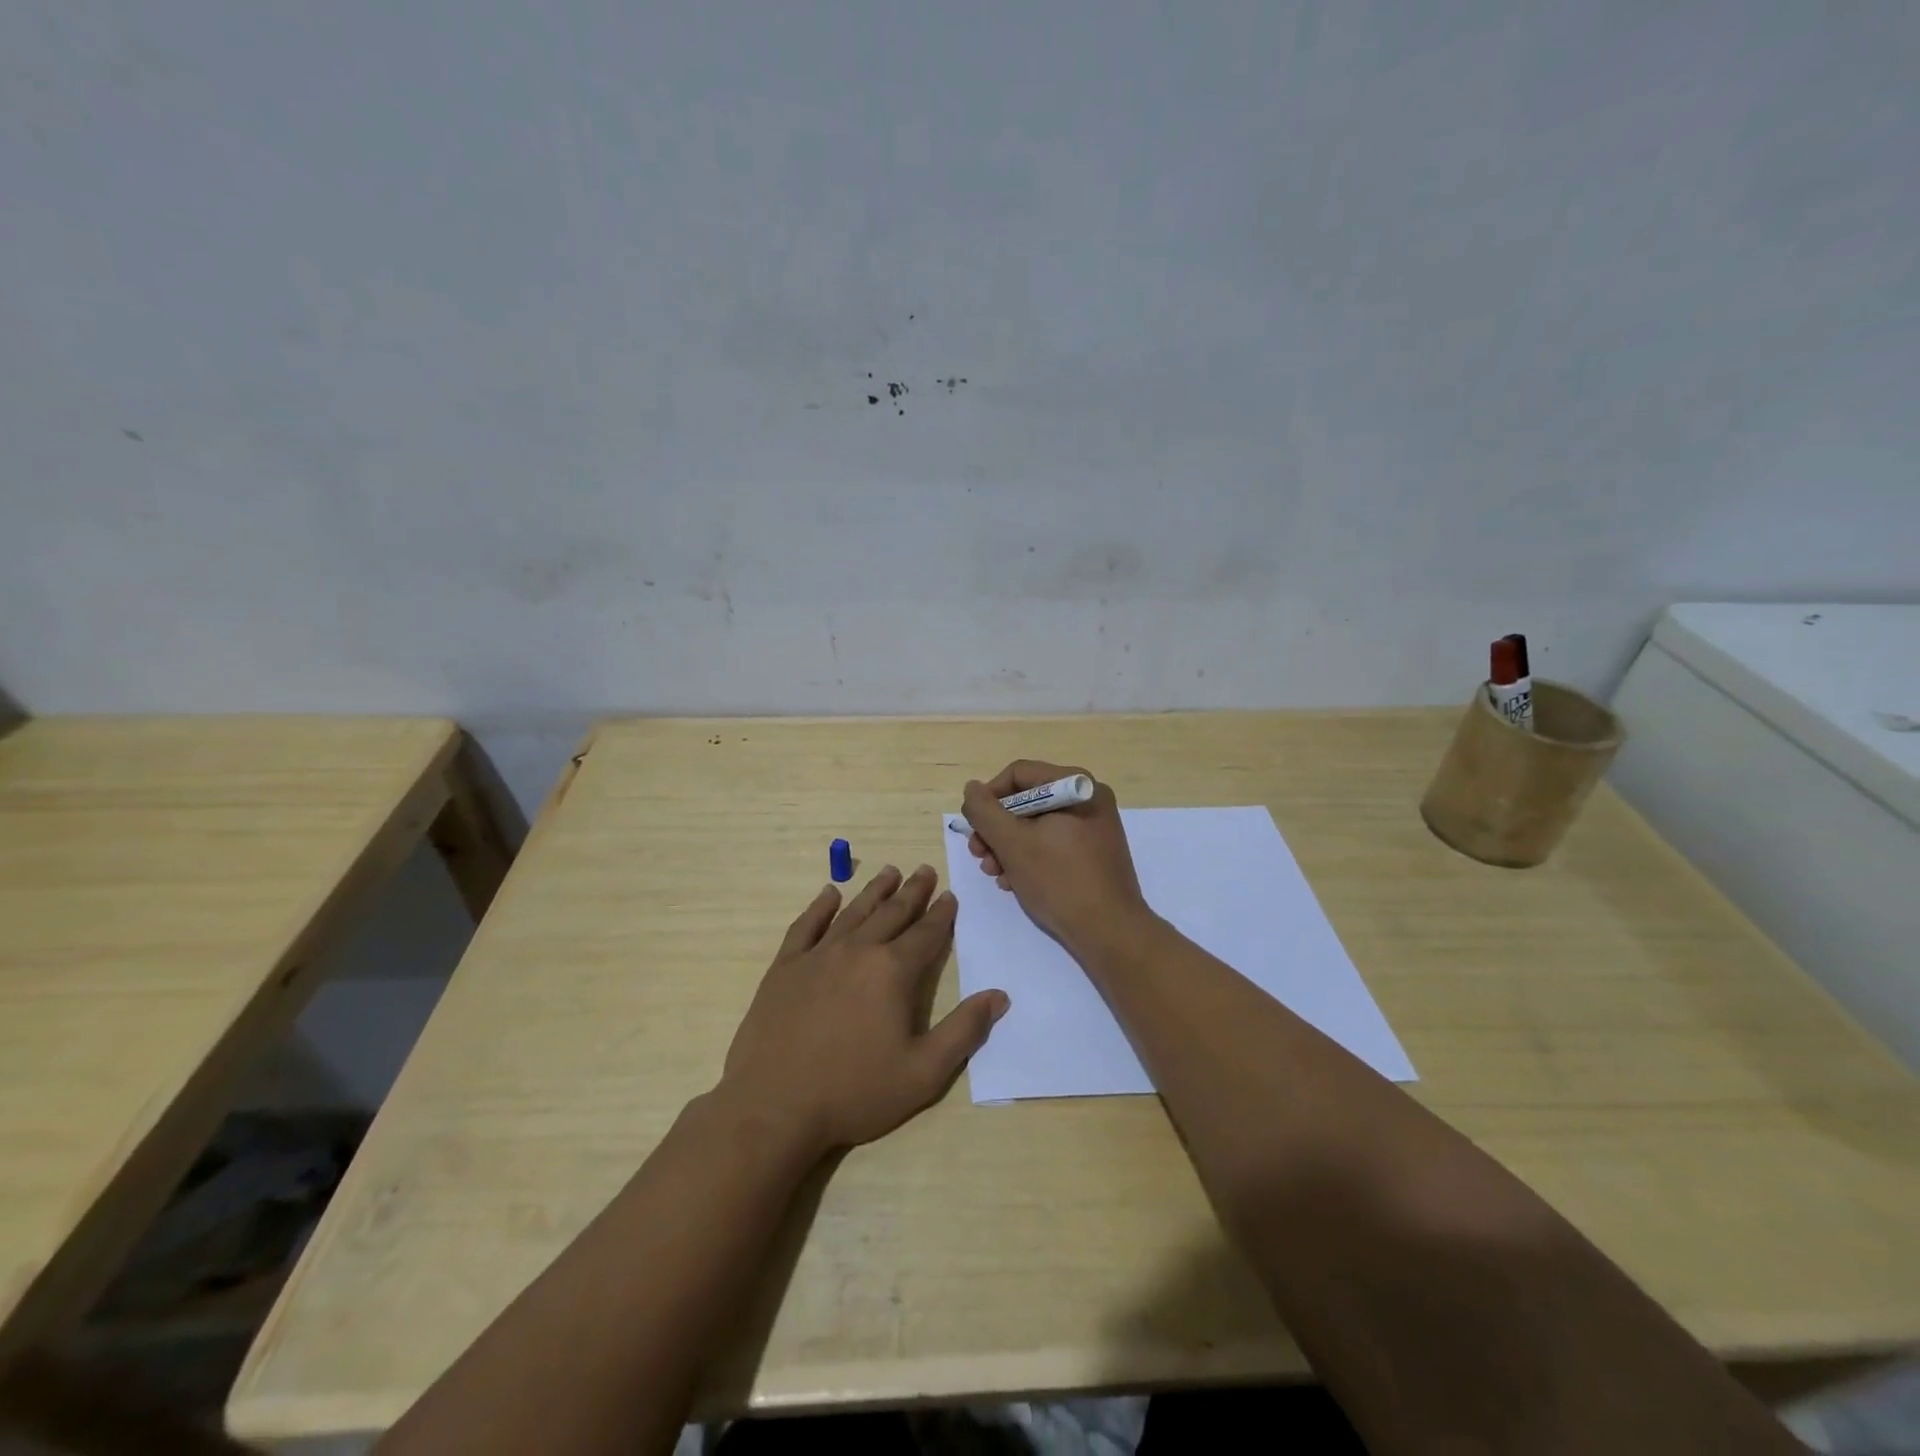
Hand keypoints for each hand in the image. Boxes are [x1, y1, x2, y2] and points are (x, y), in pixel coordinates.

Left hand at [719, 865, 1008, 1158]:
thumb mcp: (923, 1072)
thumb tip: (999, 996)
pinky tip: (829, 893)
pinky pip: (806, 926)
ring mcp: (817, 955)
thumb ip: (964, 1031)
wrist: (774, 1106)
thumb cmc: (854, 1092)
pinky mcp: (785, 967)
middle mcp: (858, 950)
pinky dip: (820, 907)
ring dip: (874, 890)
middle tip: (924, 870)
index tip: (950, 895)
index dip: (941, 914)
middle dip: (912, 891)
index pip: (926, 933)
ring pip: (853, 912)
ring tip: (889, 871)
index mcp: (893, 971)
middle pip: (892, 912)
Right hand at [962, 761, 1151, 956]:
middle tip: (979, 855)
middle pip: (1026, 801)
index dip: (988, 797)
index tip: (973, 828)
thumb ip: (984, 811)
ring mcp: (1093, 827)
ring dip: (1008, 847)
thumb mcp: (1012, 843)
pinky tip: (1013, 882)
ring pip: (1036, 825)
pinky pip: (1052, 843)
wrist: (1109, 932)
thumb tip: (972, 788)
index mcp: (1075, 786)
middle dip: (996, 829)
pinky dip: (1029, 858)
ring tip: (994, 874)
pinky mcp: (1093, 853)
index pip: (1018, 774)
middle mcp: (1088, 799)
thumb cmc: (1059, 880)